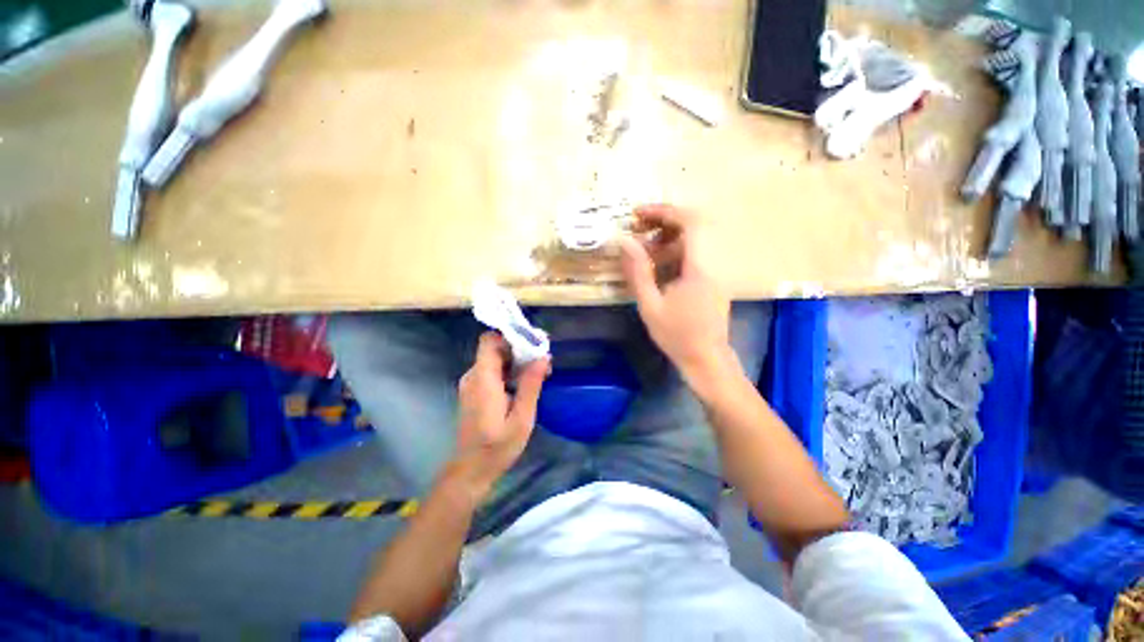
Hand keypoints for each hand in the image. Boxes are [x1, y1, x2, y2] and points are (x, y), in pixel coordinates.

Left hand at [448, 332, 548, 500]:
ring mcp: (472, 383)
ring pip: (495, 358)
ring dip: (517, 360)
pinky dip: (510, 370)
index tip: (534, 341)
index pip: (490, 341)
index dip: (511, 335)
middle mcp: (473, 376)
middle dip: (520, 348)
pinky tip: (525, 383)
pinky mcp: (475, 391)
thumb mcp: (522, 418)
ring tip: (540, 372)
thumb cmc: (497, 447)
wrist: (471, 470)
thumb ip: (531, 385)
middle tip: (544, 360)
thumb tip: (543, 356)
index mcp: (483, 379)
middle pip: (495, 348)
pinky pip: (493, 370)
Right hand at [620, 204, 735, 382]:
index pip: (690, 222)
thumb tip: (625, 242)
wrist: (706, 359)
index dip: (664, 212)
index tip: (638, 214)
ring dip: (665, 239)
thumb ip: (638, 271)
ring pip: (691, 242)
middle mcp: (711, 264)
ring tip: (641, 249)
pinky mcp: (710, 281)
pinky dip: (672, 253)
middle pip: (691, 228)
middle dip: (662, 222)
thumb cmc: (677, 335)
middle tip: (636, 228)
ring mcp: (713, 272)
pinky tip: (655, 266)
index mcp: (699, 267)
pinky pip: (693, 256)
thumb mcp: (650, 305)